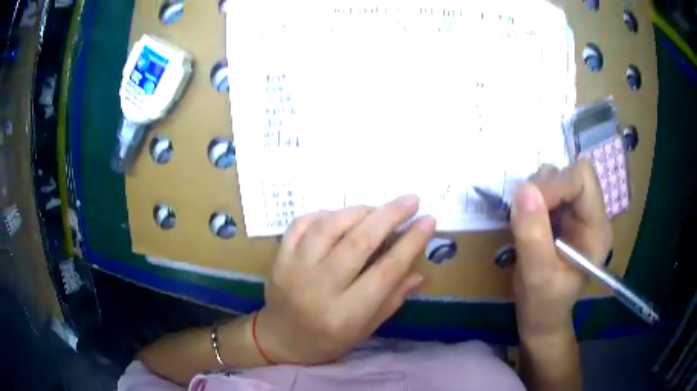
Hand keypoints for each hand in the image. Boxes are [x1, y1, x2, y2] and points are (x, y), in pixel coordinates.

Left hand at [255, 196, 435, 364]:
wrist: (279, 338)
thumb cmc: (326, 340)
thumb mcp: (365, 330)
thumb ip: (392, 300)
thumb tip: (420, 271)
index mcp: (345, 314)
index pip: (386, 271)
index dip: (411, 243)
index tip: (429, 221)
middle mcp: (319, 288)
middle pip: (359, 242)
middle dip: (390, 215)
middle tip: (411, 200)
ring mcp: (294, 269)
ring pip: (330, 226)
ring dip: (359, 211)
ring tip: (377, 210)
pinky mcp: (279, 257)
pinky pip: (302, 223)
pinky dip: (325, 213)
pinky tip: (340, 217)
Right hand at [511, 161, 611, 339]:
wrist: (541, 317)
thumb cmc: (543, 305)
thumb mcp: (537, 276)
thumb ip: (533, 235)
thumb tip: (523, 189)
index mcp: (597, 229)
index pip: (582, 179)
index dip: (555, 184)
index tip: (528, 205)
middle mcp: (591, 213)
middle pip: (570, 172)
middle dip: (544, 187)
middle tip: (525, 215)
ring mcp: (576, 212)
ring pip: (555, 176)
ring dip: (535, 193)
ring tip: (526, 223)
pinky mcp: (562, 213)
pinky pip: (545, 188)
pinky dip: (531, 198)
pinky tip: (527, 221)